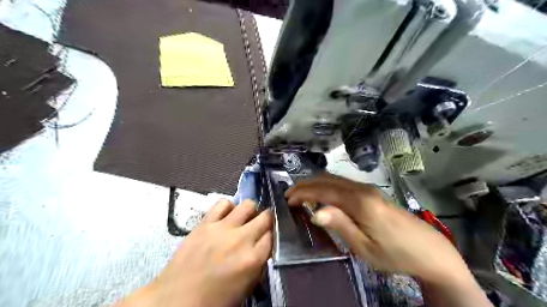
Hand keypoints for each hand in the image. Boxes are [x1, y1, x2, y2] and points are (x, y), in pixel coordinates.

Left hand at [120, 199, 273, 305]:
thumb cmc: (214, 300)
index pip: (272, 236)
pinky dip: (228, 207)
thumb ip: (258, 265)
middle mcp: (241, 239)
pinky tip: (226, 216)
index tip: (267, 237)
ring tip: (243, 219)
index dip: (271, 235)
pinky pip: (223, 203)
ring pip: (248, 205)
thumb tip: (263, 248)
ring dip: (250, 211)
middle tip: (260, 225)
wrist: (176, 300)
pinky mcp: (205, 223)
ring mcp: (222, 228)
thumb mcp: (245, 288)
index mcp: (252, 259)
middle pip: (265, 217)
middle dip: (266, 220)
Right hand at [284, 175, 466, 285]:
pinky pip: (343, 184)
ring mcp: (368, 189)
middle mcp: (362, 189)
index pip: (324, 191)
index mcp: (359, 202)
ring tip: (302, 193)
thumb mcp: (364, 246)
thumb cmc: (395, 253)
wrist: (430, 251)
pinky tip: (323, 194)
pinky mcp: (372, 193)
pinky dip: (327, 186)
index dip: (304, 193)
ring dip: (316, 184)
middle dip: (306, 185)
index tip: (288, 199)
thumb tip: (315, 212)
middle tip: (290, 194)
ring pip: (336, 179)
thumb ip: (340, 225)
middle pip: (328, 180)